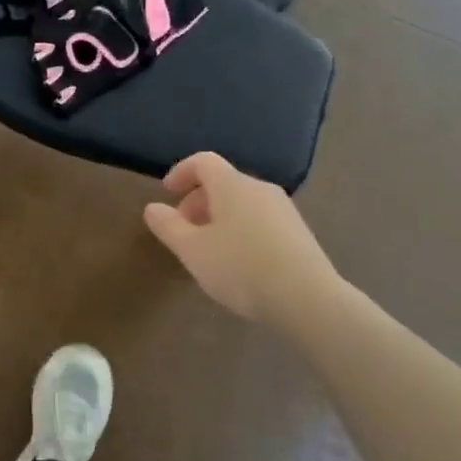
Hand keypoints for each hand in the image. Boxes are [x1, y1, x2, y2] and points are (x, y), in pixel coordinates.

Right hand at [143, 152, 343, 327]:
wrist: (307, 299)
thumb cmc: (240, 267)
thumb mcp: (192, 250)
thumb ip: (168, 226)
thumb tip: (152, 208)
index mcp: (232, 184)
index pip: (203, 161)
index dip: (181, 172)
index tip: (166, 193)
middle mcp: (259, 188)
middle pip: (223, 182)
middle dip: (197, 201)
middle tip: (183, 231)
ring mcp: (283, 210)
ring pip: (242, 203)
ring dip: (219, 218)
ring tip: (208, 251)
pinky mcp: (298, 233)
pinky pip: (260, 220)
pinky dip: (241, 230)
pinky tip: (238, 263)